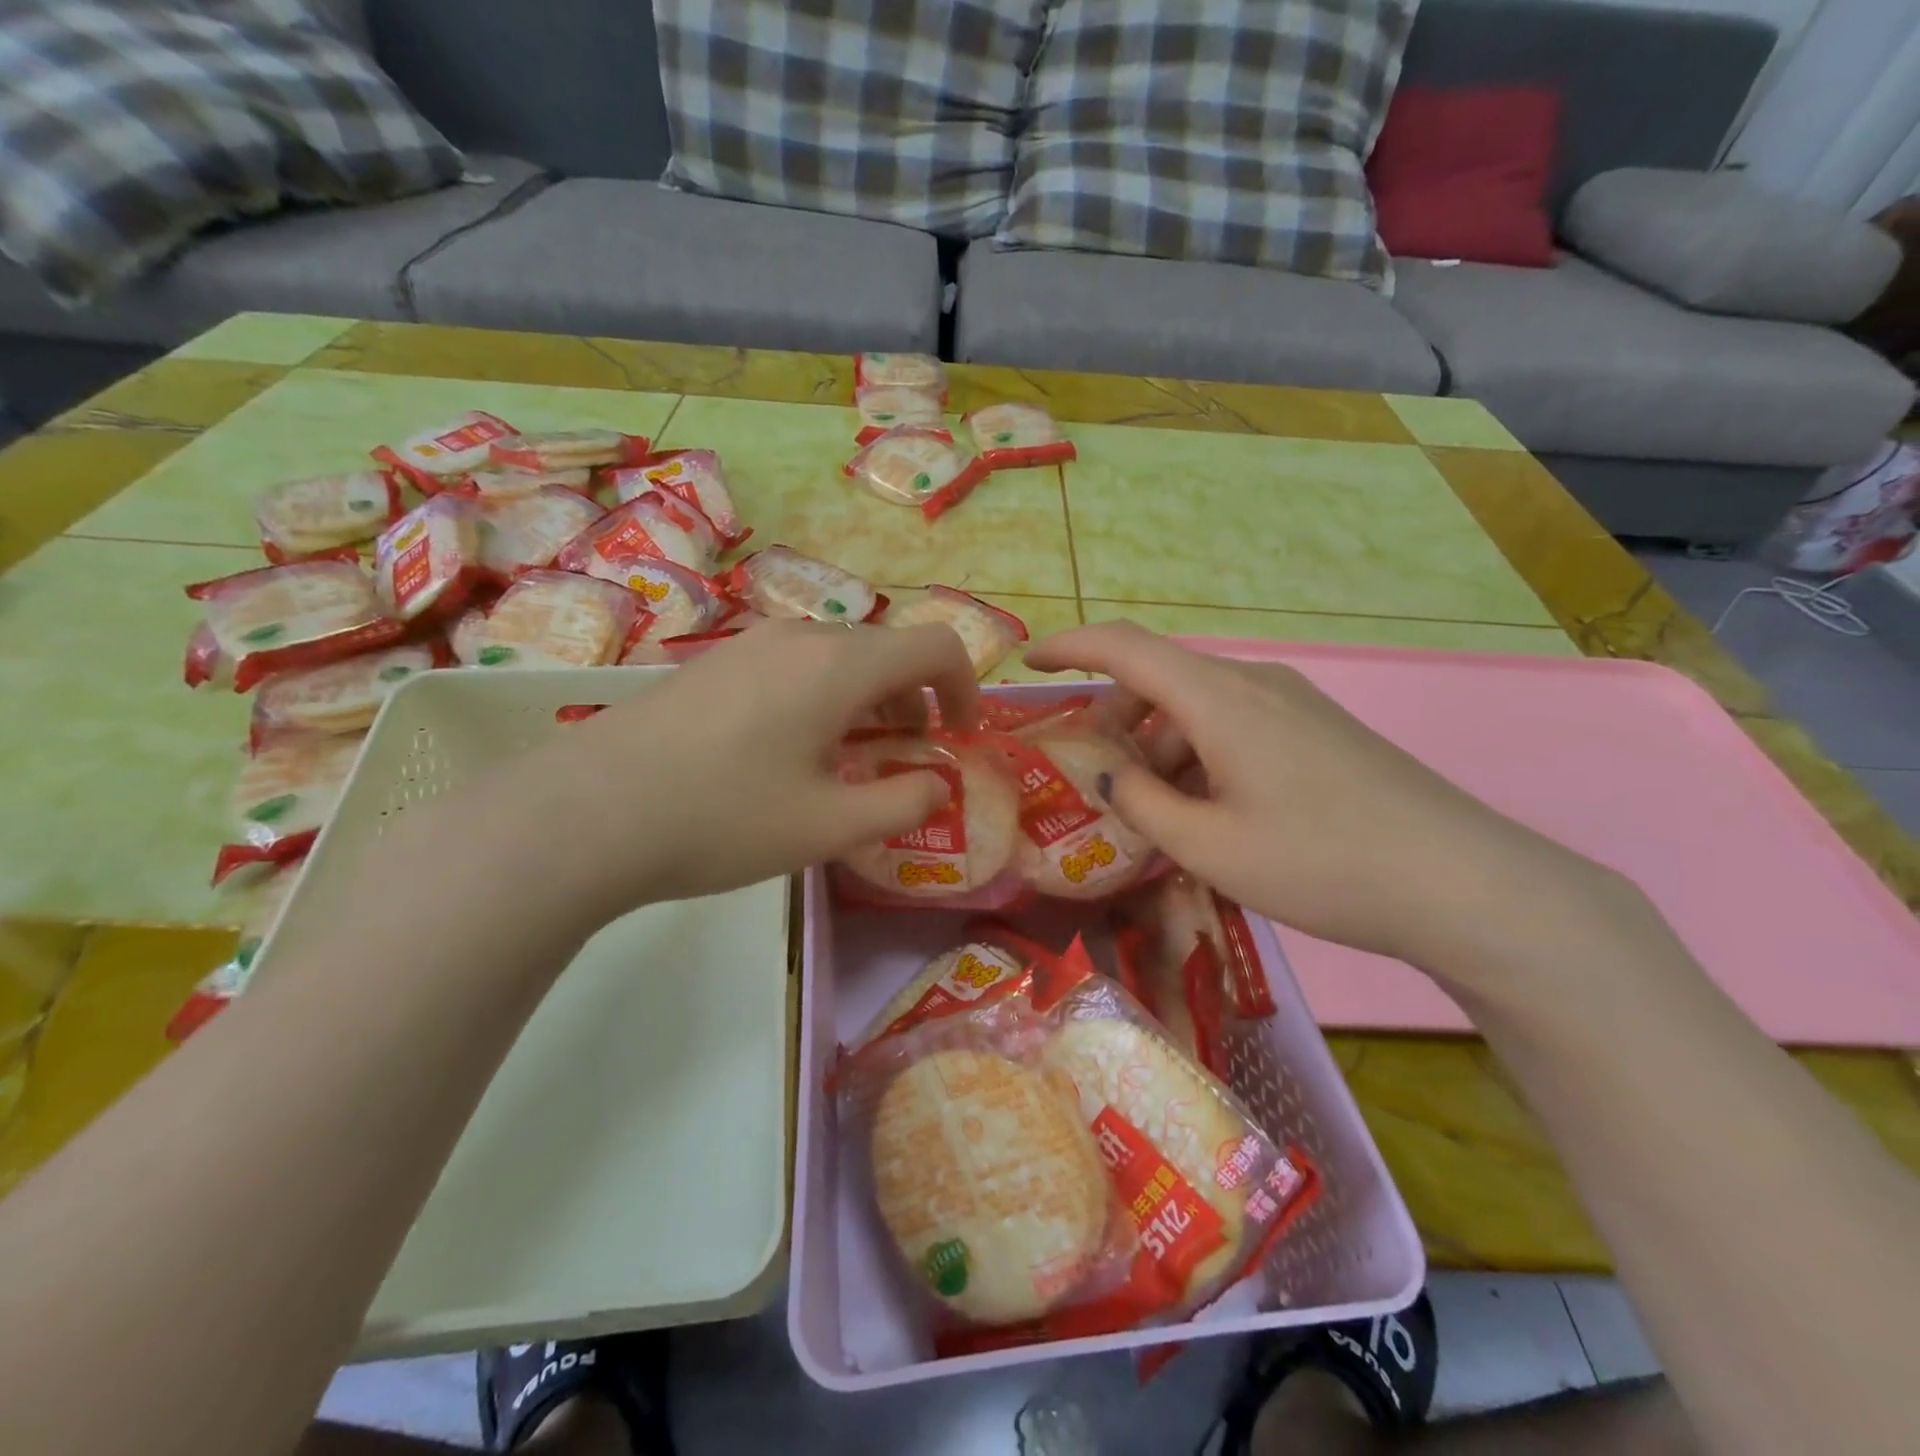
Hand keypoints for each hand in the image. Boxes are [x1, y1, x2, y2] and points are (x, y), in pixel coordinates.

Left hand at [393, 620, 979, 928]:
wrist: (586, 813)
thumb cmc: (723, 818)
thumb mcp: (829, 826)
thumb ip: (903, 803)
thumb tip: (938, 785)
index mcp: (841, 665)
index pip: (936, 645)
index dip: (966, 687)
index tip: (960, 736)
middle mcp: (800, 637)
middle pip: (887, 649)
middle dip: (916, 700)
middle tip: (909, 758)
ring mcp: (748, 644)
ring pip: (838, 656)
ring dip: (868, 699)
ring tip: (851, 759)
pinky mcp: (712, 663)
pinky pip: (792, 665)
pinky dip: (822, 697)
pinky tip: (787, 751)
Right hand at [1027, 622, 1610, 974]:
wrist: (1464, 884)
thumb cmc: (1321, 861)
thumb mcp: (1209, 846)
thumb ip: (1142, 804)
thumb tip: (1111, 772)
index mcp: (1220, 699)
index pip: (1125, 647)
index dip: (1070, 646)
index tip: (1029, 662)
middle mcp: (1254, 684)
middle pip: (1160, 678)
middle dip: (1114, 717)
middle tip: (1092, 773)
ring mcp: (1292, 704)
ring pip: (1198, 706)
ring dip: (1158, 743)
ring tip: (1150, 810)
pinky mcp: (1317, 730)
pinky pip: (1234, 725)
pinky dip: (1198, 754)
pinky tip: (1206, 811)